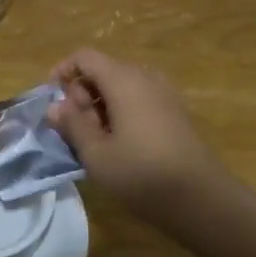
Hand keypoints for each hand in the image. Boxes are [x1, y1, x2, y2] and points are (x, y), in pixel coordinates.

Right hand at [47, 49, 226, 221]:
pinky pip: (139, 100)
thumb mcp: (96, 154)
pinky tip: (120, 146)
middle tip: (74, 130)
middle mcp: (145, 77)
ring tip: (95, 142)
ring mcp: (165, 94)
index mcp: (123, 79)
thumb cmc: (142, 174)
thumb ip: (72, 125)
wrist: (203, 200)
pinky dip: (122, 114)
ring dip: (101, 107)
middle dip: (82, 94)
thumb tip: (54, 106)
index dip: (63, 72)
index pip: (85, 57)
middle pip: (103, 71)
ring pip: (121, 87)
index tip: (52, 101)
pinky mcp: (176, 113)